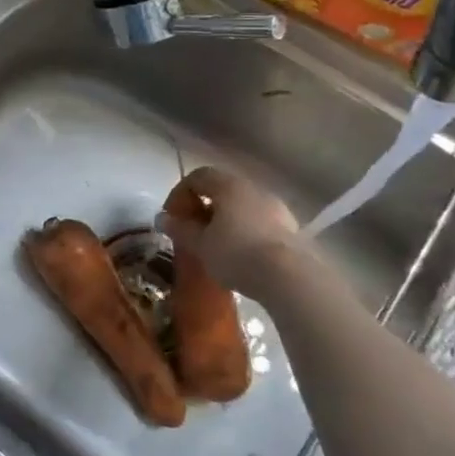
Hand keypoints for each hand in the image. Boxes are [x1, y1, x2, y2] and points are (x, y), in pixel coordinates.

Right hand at [158, 165, 302, 297]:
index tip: (171, 217)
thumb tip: (163, 218)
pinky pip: (258, 222)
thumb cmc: (236, 254)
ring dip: (224, 219)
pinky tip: (239, 254)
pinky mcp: (291, 229)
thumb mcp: (200, 244)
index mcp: (228, 186)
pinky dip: (244, 231)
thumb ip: (180, 228)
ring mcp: (276, 208)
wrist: (290, 278)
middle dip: (202, 207)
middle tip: (190, 230)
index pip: (198, 177)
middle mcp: (254, 189)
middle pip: (221, 190)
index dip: (179, 193)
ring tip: (214, 244)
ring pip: (242, 206)